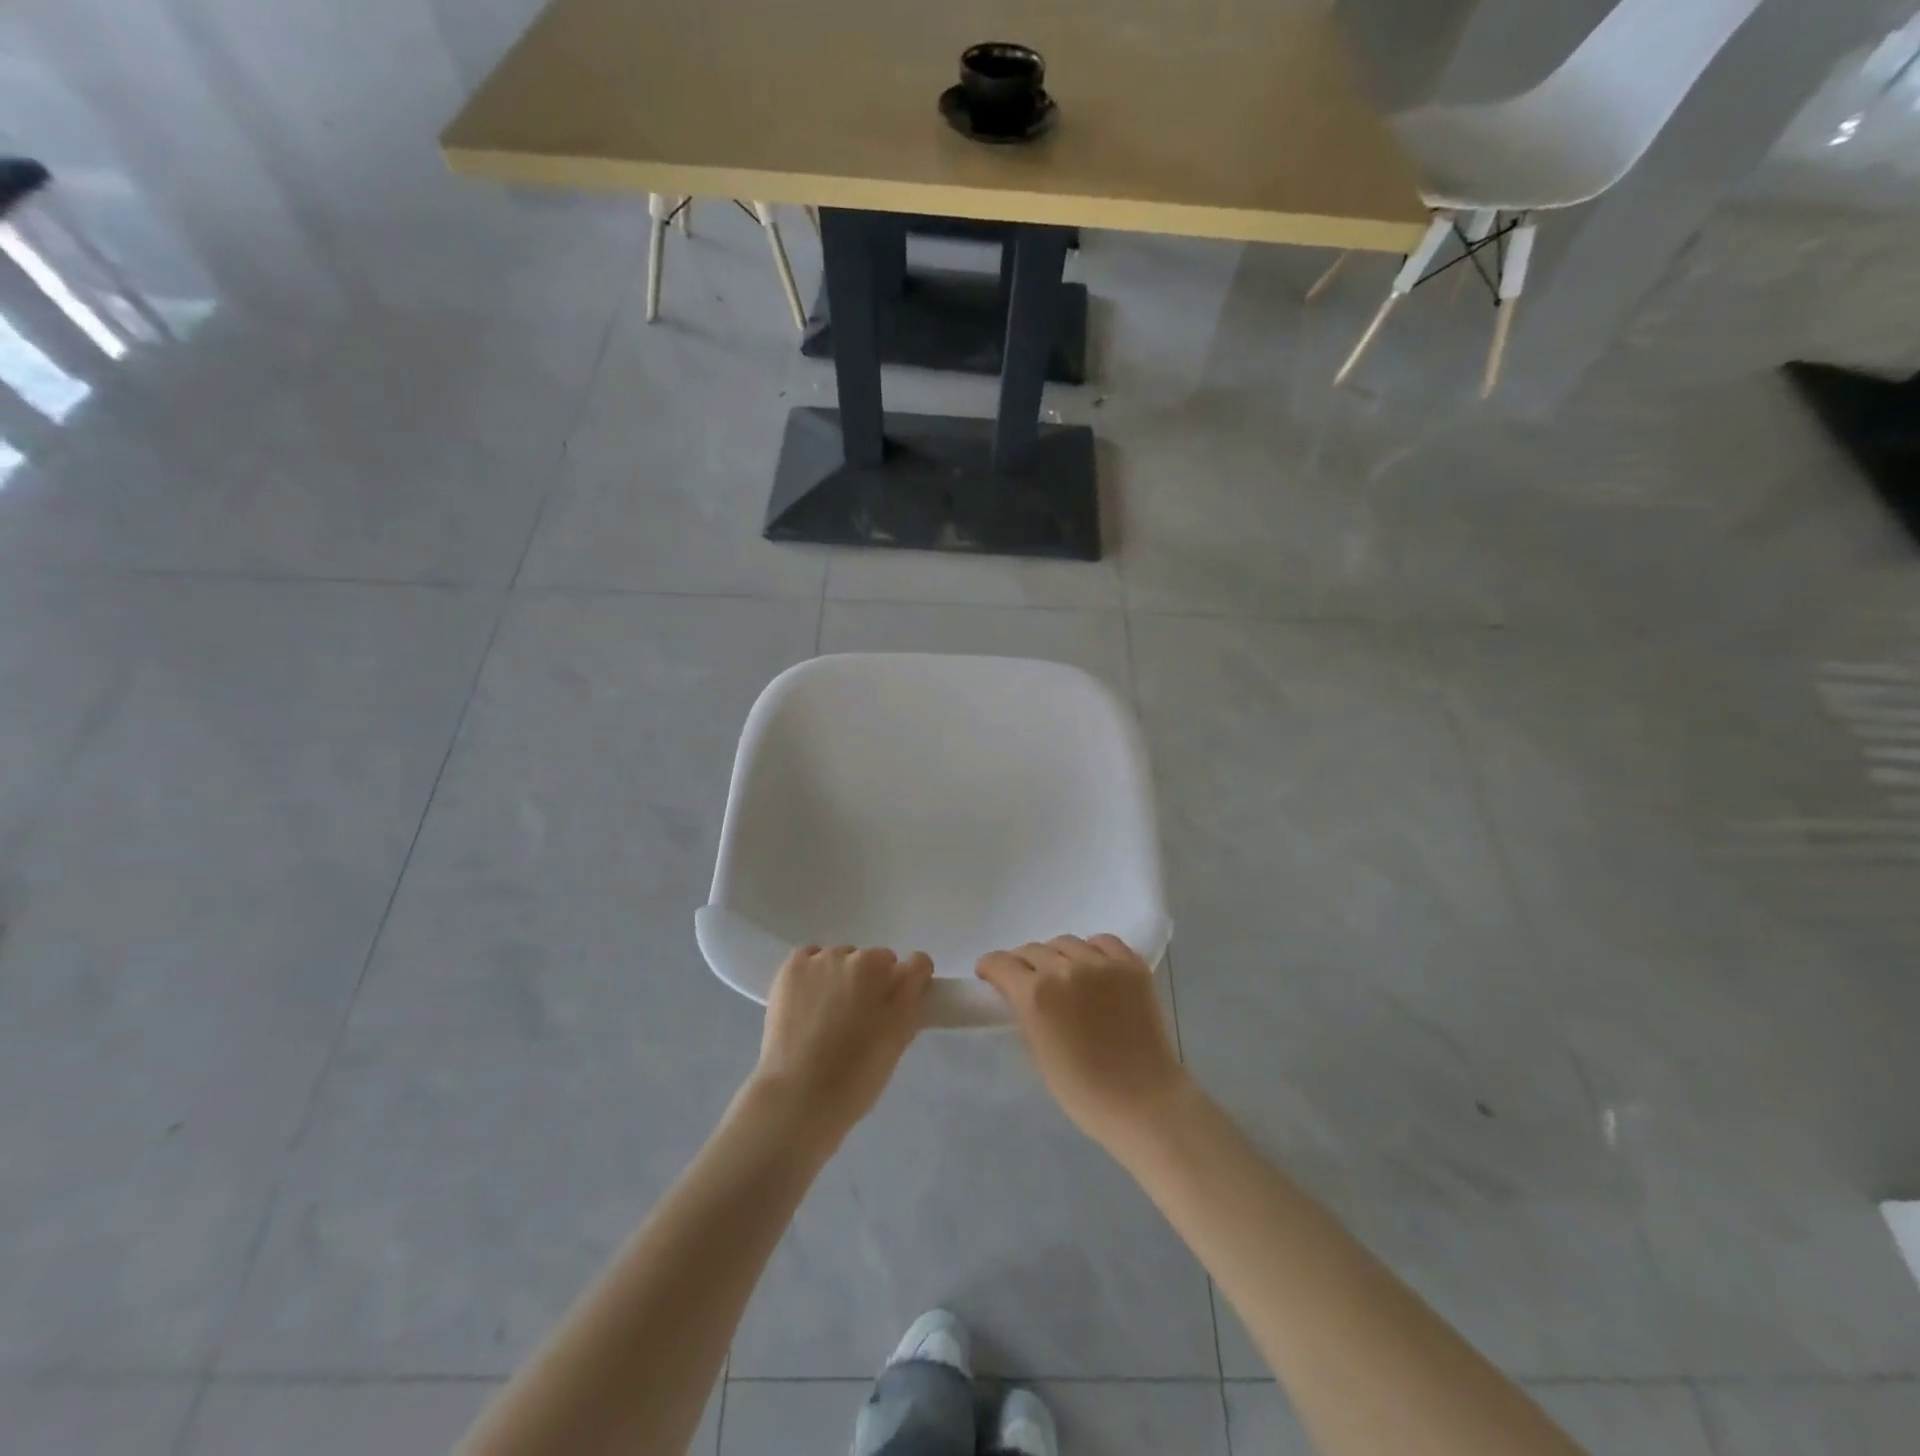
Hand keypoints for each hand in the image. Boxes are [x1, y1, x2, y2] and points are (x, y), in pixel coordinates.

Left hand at [751, 944, 933, 1143]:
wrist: (797, 1096)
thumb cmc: (854, 1083)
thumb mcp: (896, 1047)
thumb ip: (907, 1012)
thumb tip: (906, 996)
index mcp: (898, 984)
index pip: (918, 964)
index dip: (911, 981)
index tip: (899, 999)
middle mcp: (867, 961)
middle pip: (878, 959)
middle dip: (873, 980)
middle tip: (858, 1013)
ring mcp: (829, 958)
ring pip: (843, 957)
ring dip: (840, 975)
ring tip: (824, 1011)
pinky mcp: (796, 963)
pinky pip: (811, 956)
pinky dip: (811, 972)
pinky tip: (804, 998)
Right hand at [975, 934, 1190, 1150]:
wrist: (1143, 1102)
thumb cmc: (1083, 1092)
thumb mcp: (1037, 1053)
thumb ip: (1024, 1014)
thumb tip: (1018, 995)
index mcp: (1035, 994)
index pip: (1001, 963)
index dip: (990, 968)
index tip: (990, 976)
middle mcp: (1065, 969)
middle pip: (1032, 950)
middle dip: (1022, 964)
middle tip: (1027, 981)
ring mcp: (1102, 964)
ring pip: (1066, 942)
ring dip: (1057, 956)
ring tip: (1063, 975)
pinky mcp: (1131, 965)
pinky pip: (1103, 942)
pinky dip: (1092, 950)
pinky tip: (1093, 967)